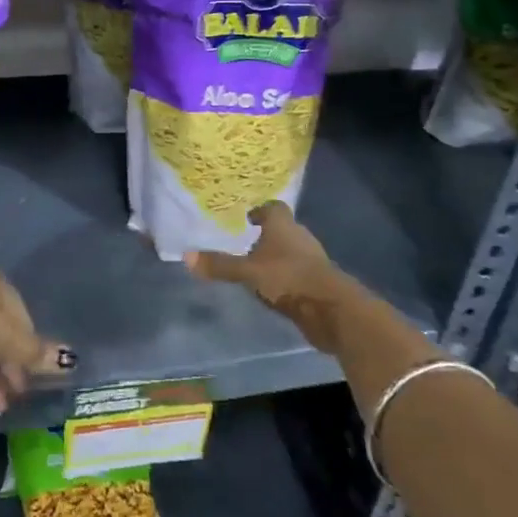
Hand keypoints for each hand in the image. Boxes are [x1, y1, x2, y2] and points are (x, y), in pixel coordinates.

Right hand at [183, 201, 357, 352]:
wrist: (331, 309)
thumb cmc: (288, 278)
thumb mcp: (247, 272)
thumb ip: (220, 265)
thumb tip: (186, 256)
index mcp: (283, 225)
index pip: (273, 207)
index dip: (260, 210)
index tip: (247, 218)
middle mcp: (299, 237)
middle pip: (282, 229)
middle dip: (266, 235)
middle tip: (244, 241)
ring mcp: (312, 260)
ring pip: (291, 251)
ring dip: (276, 257)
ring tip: (255, 266)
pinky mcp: (318, 282)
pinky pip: (297, 273)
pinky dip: (285, 277)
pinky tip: (272, 288)